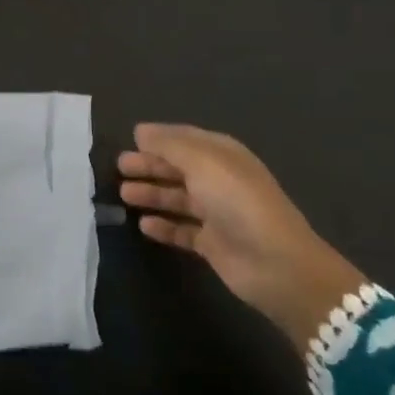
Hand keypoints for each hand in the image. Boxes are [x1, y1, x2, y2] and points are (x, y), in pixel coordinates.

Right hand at [118, 123, 365, 350]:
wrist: (276, 263)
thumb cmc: (237, 201)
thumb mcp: (202, 162)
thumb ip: (168, 145)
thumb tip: (141, 131)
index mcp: (222, 154)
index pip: (185, 139)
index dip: (158, 138)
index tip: (130, 139)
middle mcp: (219, 180)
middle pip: (178, 168)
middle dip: (150, 165)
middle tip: (119, 167)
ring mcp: (217, 213)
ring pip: (177, 198)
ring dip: (152, 194)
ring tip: (123, 194)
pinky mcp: (213, 244)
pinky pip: (182, 230)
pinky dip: (164, 226)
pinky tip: (144, 225)